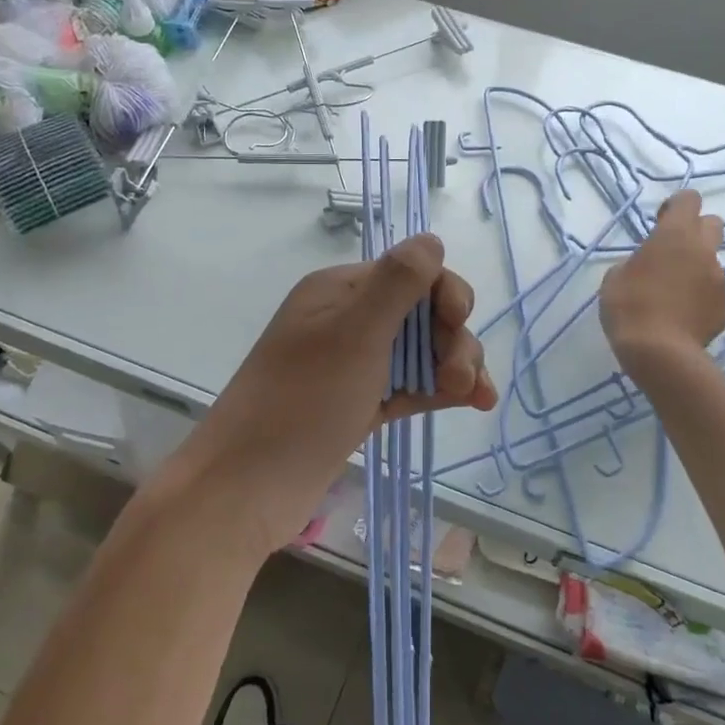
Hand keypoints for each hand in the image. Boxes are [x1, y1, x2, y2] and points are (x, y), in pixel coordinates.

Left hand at [175, 234, 495, 555]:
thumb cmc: (304, 400)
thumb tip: (430, 238)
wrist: (250, 486)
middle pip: (422, 313)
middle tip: (461, 377)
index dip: (443, 292)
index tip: (457, 320)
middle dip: (452, 337)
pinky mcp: (363, 404)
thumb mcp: (354, 332)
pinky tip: (474, 403)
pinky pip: (413, 384)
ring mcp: (356, 365)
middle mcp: (348, 320)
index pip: (409, 273)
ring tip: (473, 397)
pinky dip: (442, 389)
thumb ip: (398, 282)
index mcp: (340, 290)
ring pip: (422, 351)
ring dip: (454, 365)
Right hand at [599, 189, 724, 361]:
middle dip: (695, 231)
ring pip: (712, 263)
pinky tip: (682, 317)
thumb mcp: (615, 278)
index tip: (660, 222)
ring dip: (695, 270)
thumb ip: (635, 263)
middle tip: (671, 252)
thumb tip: (646, 267)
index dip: (676, 206)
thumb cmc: (629, 307)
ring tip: (672, 295)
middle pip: (712, 224)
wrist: (660, 353)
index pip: (689, 199)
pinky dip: (700, 300)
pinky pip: (714, 295)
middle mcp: (703, 251)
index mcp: (675, 235)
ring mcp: (719, 281)